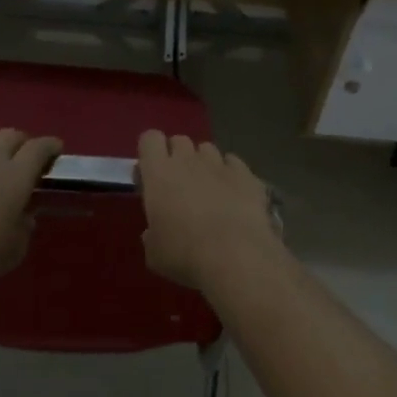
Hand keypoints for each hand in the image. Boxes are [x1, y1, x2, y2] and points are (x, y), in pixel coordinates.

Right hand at [135, 131, 280, 292]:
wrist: (236, 258)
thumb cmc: (185, 255)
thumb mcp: (155, 253)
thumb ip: (151, 234)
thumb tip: (154, 232)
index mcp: (158, 173)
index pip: (149, 138)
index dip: (150, 152)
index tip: (151, 173)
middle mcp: (188, 160)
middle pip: (179, 140)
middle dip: (177, 156)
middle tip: (179, 184)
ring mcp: (220, 164)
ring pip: (208, 149)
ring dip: (204, 163)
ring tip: (208, 189)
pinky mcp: (247, 175)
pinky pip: (234, 163)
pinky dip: (231, 173)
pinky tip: (233, 193)